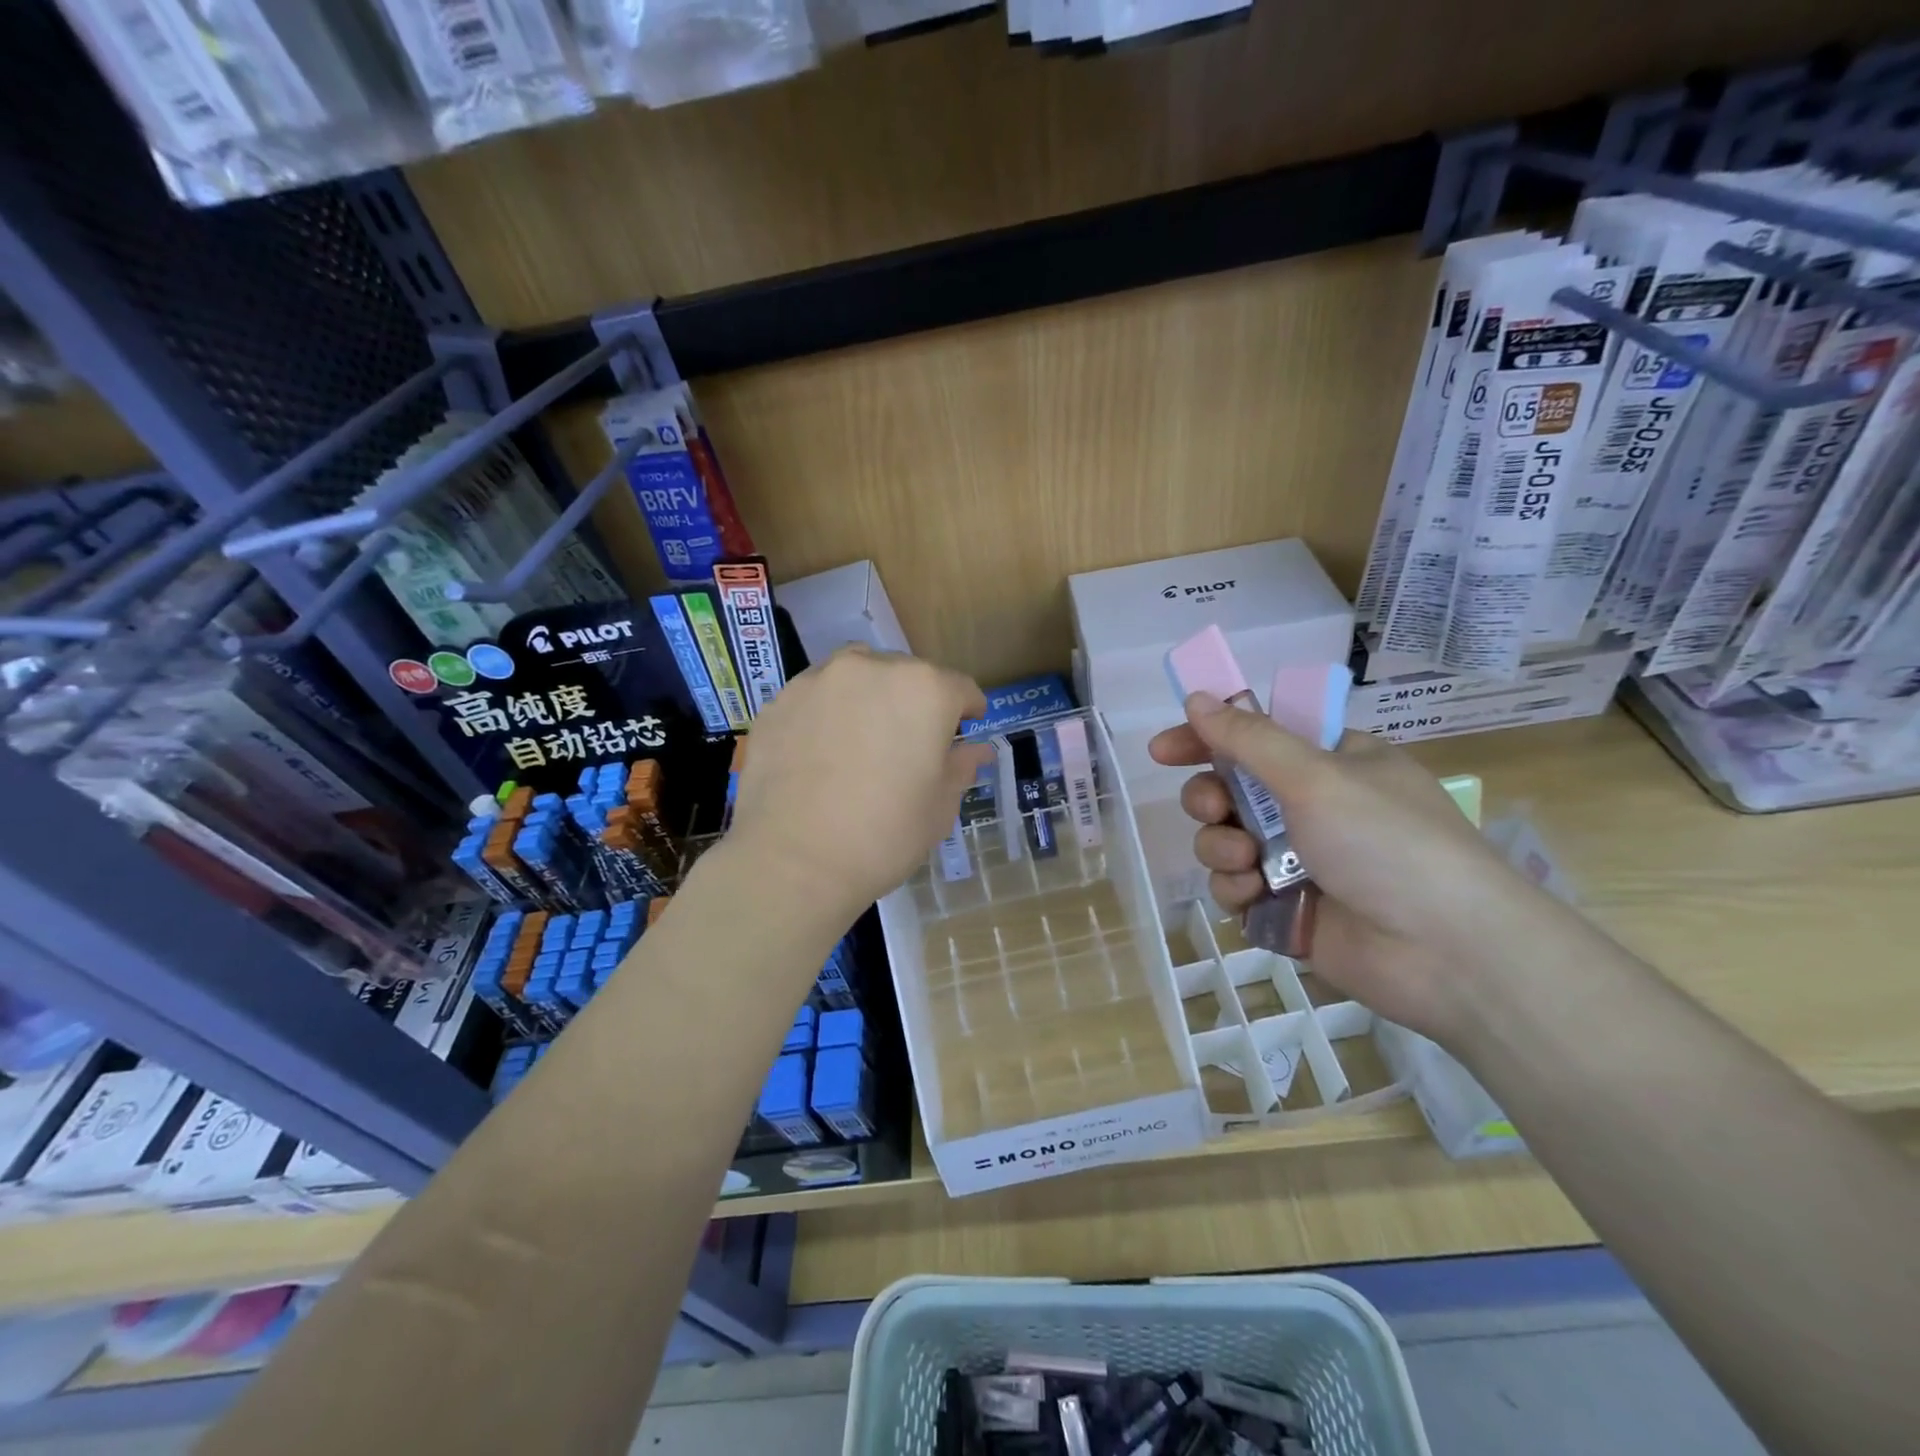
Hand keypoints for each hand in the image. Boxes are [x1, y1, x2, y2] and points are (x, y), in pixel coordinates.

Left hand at [727, 646, 992, 919]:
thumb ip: (960, 766)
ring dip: (868, 699)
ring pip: (857, 677)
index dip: (967, 711)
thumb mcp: (939, 807)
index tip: (964, 732)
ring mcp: (819, 680)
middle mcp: (872, 668)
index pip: (960, 689)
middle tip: (908, 746)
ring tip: (861, 741)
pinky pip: (816, 698)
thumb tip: (976, 749)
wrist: (793, 861)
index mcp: (925, 689)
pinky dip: (826, 715)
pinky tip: (820, 754)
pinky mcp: (779, 701)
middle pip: (906, 676)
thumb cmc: (884, 835)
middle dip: (914, 704)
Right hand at [1149, 691, 1567, 1043]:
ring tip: (1247, 862)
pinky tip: (1254, 896)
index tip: (1164, 750)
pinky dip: (1235, 888)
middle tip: (1215, 809)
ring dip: (1221, 846)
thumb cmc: (1387, 843)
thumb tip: (1197, 698)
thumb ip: (1248, 739)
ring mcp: (1298, 860)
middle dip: (1210, 798)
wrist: (1447, 954)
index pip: (1254, 736)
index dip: (1206, 738)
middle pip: (1230, 790)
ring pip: (1225, 840)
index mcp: (1330, 763)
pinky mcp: (1286, 908)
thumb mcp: (1316, 777)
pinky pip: (1235, 887)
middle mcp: (1312, 807)